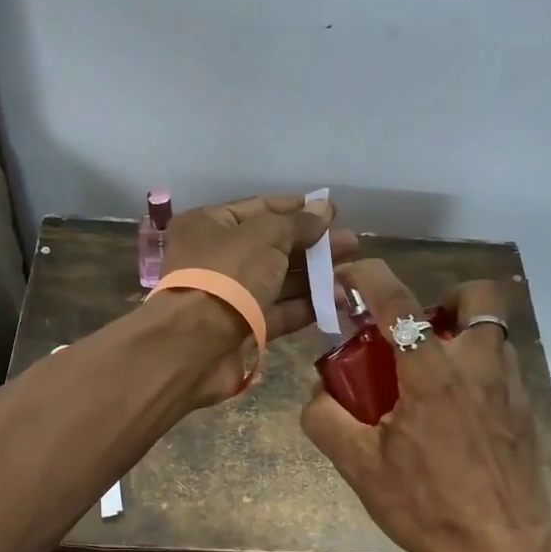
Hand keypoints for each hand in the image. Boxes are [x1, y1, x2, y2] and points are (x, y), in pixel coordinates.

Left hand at [158, 193, 357, 402]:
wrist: (195, 344)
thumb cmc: (227, 275)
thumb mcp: (265, 236)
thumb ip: (298, 223)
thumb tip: (324, 207)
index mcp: (209, 225)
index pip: (259, 209)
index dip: (297, 209)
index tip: (332, 211)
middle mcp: (216, 257)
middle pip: (272, 246)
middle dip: (313, 245)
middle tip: (353, 244)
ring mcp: (229, 295)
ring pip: (278, 281)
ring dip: (315, 277)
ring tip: (354, 273)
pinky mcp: (242, 328)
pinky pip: (278, 311)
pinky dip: (306, 306)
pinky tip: (338, 300)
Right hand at [300, 259, 550, 551]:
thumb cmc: (429, 506)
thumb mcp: (360, 468)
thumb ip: (326, 420)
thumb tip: (318, 392)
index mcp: (432, 372)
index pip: (398, 301)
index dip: (369, 275)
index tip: (349, 275)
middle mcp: (478, 365)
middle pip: (478, 296)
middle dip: (444, 298)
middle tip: (415, 331)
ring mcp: (509, 386)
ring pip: (492, 332)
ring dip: (460, 335)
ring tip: (430, 376)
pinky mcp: (525, 410)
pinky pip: (500, 367)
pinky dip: (475, 369)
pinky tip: (454, 414)